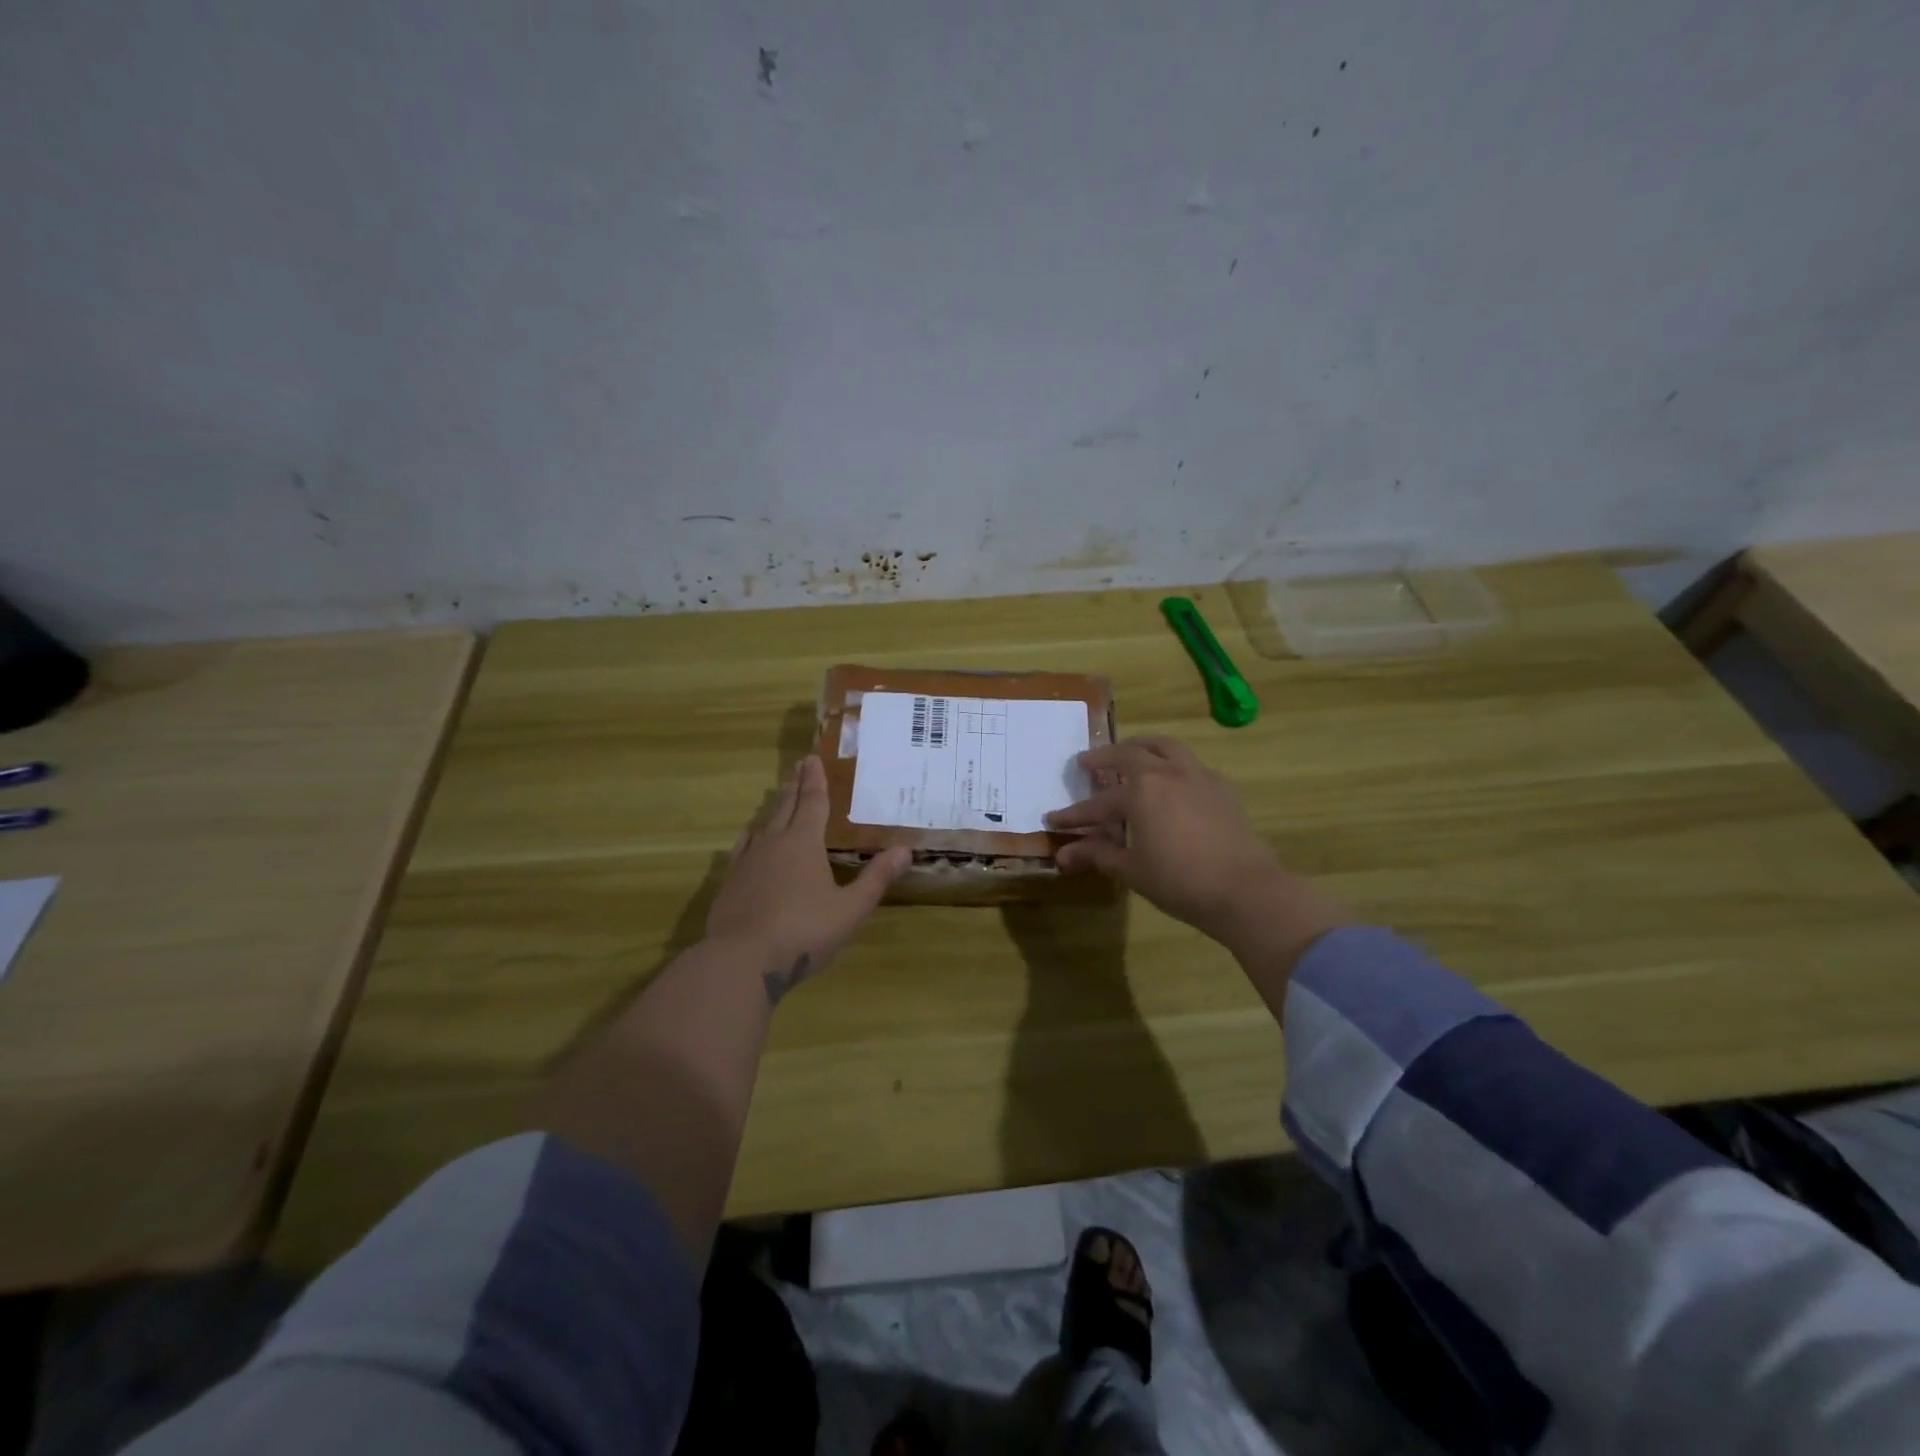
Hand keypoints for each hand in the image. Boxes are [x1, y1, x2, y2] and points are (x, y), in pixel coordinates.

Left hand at [707, 755, 910, 1004]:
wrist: (743, 960)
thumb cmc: (805, 931)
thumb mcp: (851, 909)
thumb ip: (876, 878)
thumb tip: (906, 849)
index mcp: (805, 843)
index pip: (813, 802)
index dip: (815, 780)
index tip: (812, 758)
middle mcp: (774, 843)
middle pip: (786, 806)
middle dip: (795, 785)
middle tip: (799, 765)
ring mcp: (748, 861)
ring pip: (764, 824)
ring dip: (775, 807)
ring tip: (780, 795)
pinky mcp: (731, 882)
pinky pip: (742, 848)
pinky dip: (751, 836)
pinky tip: (749, 836)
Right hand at [1047, 737, 1349, 964]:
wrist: (1246, 890)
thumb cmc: (1180, 881)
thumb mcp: (1132, 870)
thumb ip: (1098, 855)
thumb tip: (1063, 855)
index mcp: (1141, 791)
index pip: (1098, 803)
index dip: (1074, 814)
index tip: (1053, 819)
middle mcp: (1168, 772)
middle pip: (1130, 754)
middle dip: (1104, 758)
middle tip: (1087, 764)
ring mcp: (1198, 776)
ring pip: (1165, 747)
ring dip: (1142, 747)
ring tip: (1130, 754)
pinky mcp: (1222, 788)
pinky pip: (1190, 764)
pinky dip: (1172, 764)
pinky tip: (1171, 782)